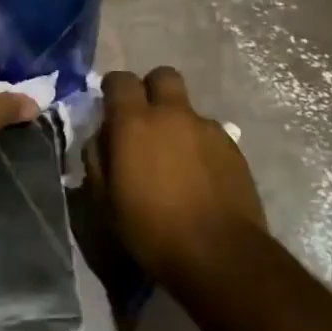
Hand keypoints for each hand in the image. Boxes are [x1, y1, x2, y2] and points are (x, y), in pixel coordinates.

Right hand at [87, 67, 266, 288]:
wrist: (219, 255)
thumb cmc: (151, 230)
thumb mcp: (106, 201)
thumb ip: (98, 158)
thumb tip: (102, 137)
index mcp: (135, 122)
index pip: (120, 80)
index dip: (113, 89)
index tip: (110, 107)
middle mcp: (173, 114)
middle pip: (162, 76)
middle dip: (151, 90)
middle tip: (145, 121)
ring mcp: (207, 128)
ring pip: (188, 108)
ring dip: (177, 122)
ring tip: (175, 159)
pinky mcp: (233, 147)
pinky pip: (209, 133)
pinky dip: (199, 145)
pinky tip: (199, 176)